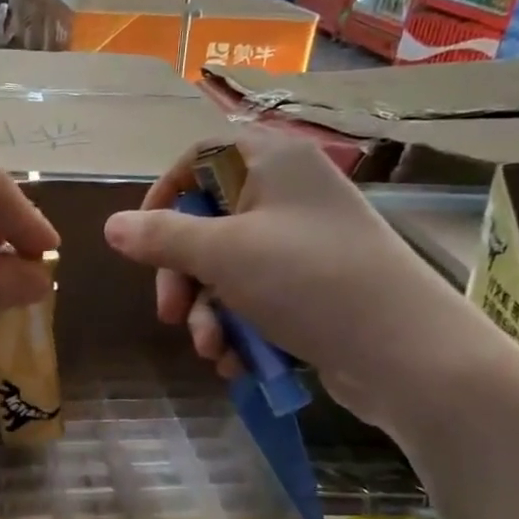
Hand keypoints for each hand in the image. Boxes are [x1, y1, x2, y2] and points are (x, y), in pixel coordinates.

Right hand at [103, 128, 513, 433]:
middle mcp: (289, 193)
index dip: (163, 195)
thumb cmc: (307, 281)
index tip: (143, 240)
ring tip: (212, 350)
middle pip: (208, 220)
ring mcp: (304, 242)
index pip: (199, 157)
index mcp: (271, 162)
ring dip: (208, 311)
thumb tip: (111, 226)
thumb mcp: (222, 255)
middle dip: (182, 274)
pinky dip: (239, 326)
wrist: (407, 353)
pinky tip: (236, 362)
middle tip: (169, 314)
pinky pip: (257, 295)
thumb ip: (161, 238)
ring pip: (228, 267)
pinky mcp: (314, 285)